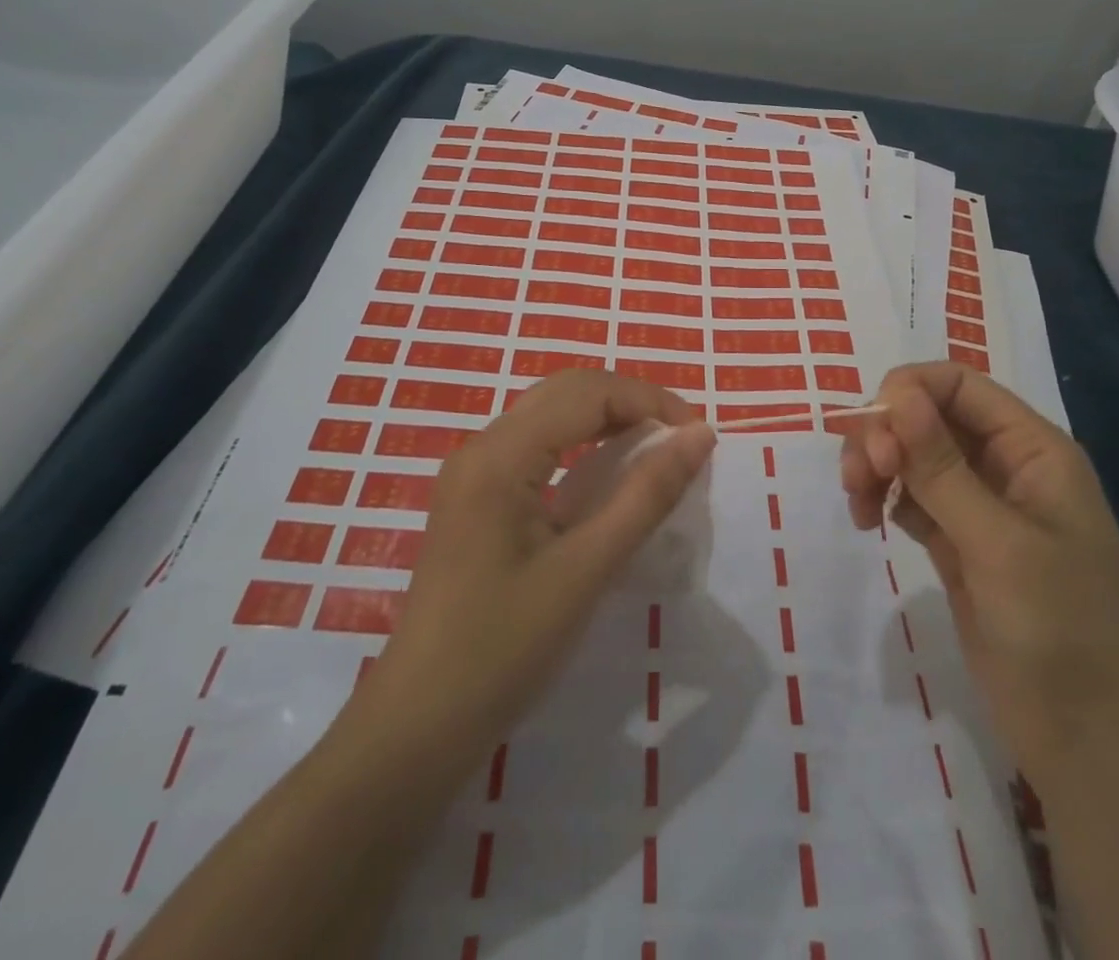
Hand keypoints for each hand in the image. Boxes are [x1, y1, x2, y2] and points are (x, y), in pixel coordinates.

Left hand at [343, 370, 716, 782]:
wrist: (418, 726)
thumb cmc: (504, 650)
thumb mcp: (587, 569)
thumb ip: (646, 495)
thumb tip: (700, 434)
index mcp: (500, 455)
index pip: (586, 393)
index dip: (648, 400)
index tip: (698, 435)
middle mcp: (481, 447)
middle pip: (565, 391)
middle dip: (629, 402)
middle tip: (679, 439)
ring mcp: (473, 472)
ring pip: (550, 414)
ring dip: (605, 420)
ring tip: (654, 450)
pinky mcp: (475, 498)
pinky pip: (535, 445)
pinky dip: (580, 445)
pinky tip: (606, 477)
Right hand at [840, 362, 1118, 775]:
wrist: (1097, 746)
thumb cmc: (1063, 630)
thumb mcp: (999, 542)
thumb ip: (941, 465)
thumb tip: (895, 393)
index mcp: (1032, 449)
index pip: (957, 385)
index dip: (906, 392)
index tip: (869, 433)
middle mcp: (1005, 467)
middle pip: (927, 417)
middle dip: (883, 434)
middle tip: (858, 478)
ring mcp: (981, 509)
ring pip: (913, 457)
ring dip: (877, 466)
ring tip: (858, 506)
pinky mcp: (959, 547)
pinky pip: (912, 499)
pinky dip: (885, 499)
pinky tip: (870, 521)